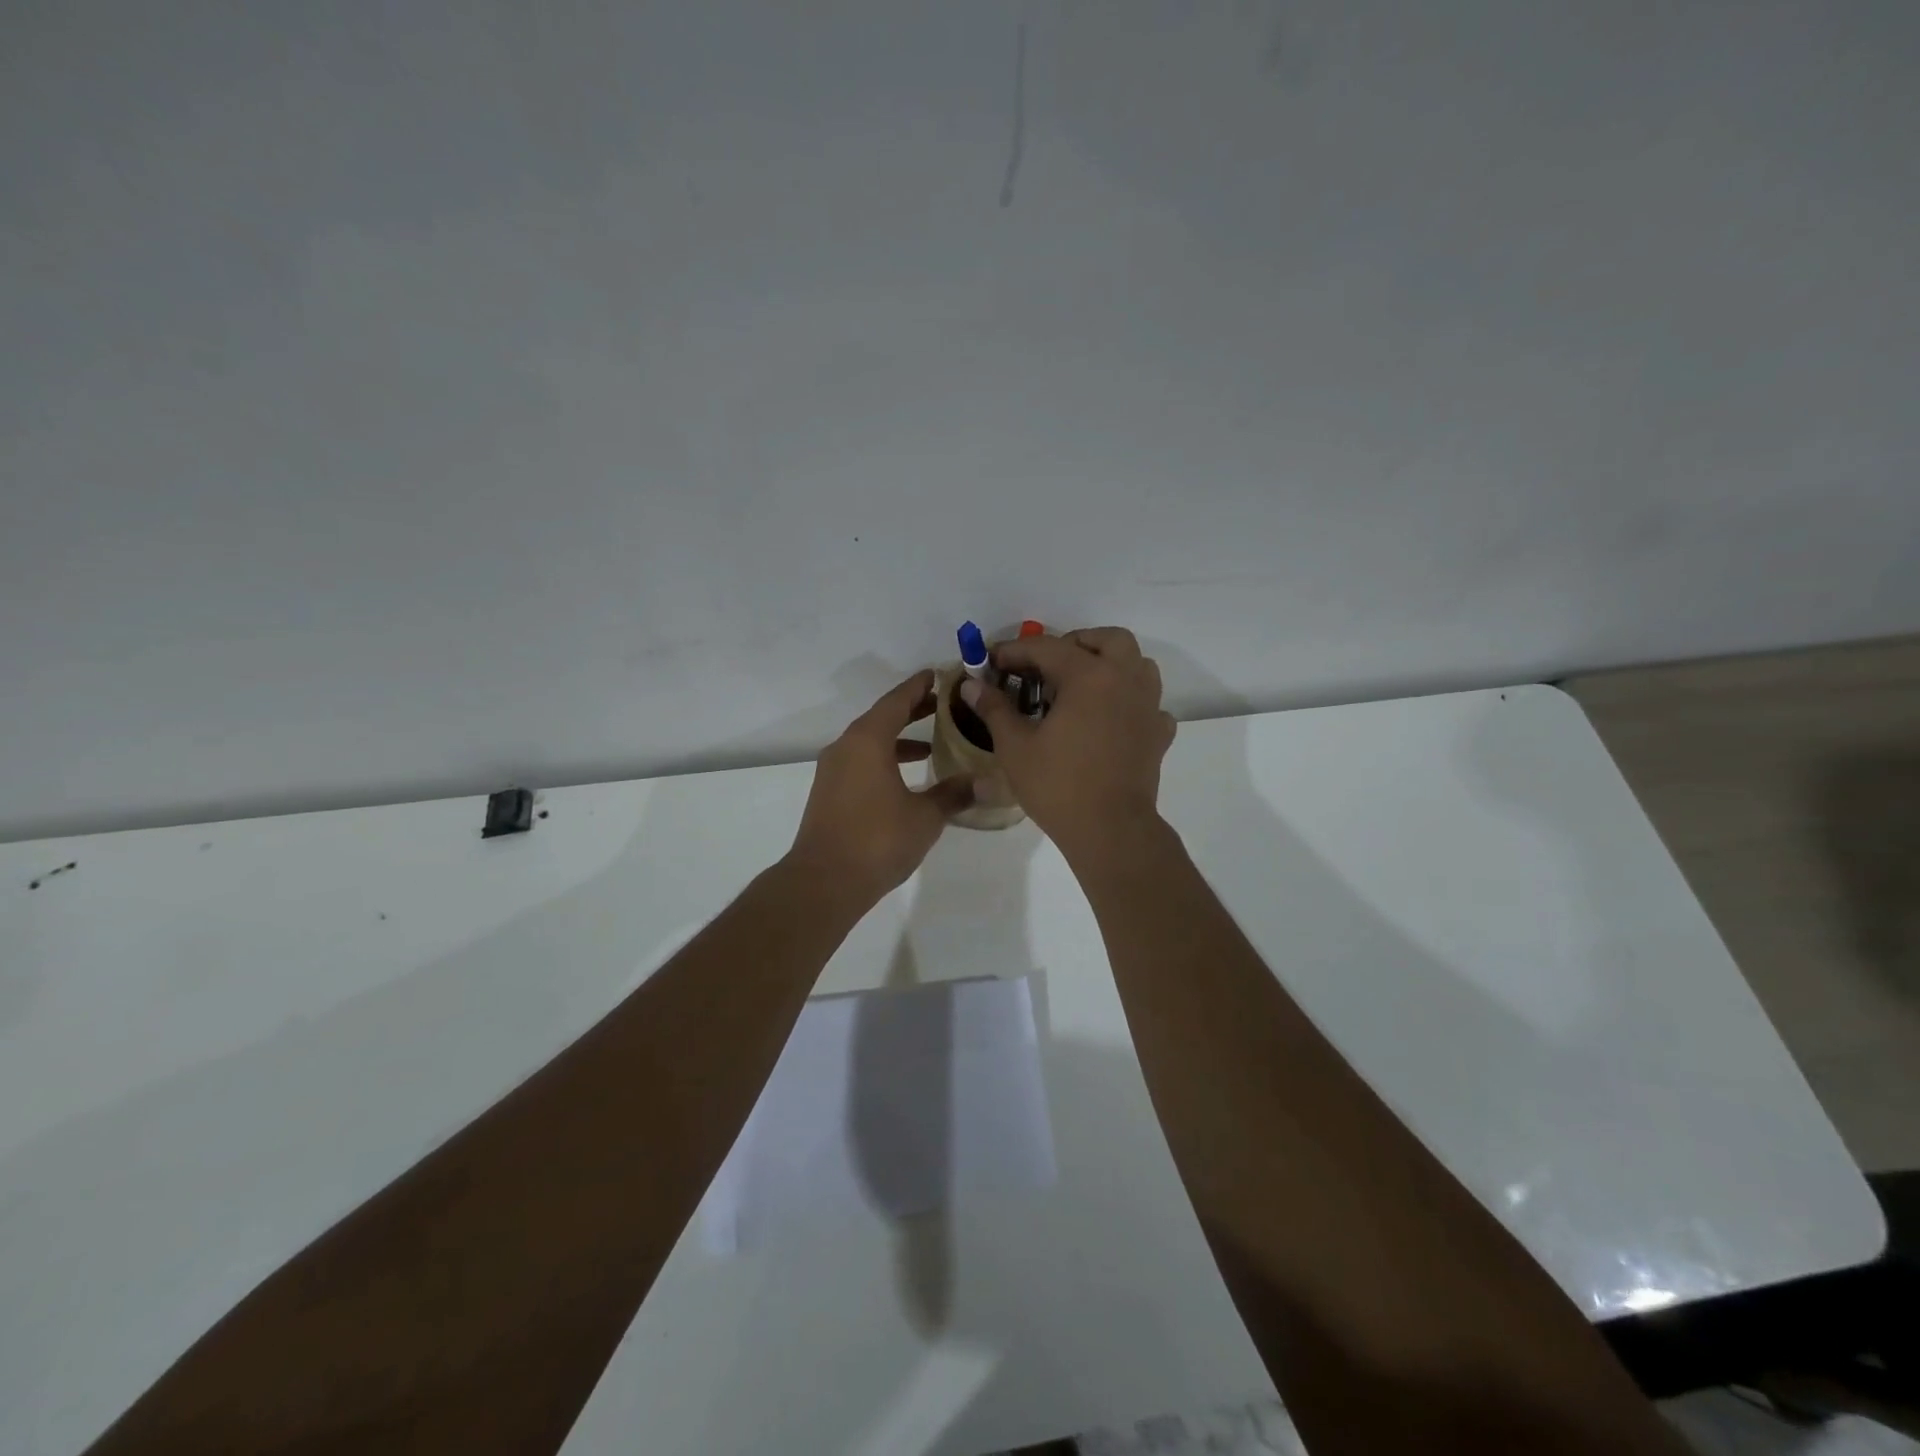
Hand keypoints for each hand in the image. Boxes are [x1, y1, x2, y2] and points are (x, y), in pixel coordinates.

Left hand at [787, 670, 975, 905]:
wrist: (824, 881)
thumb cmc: (877, 840)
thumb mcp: (925, 816)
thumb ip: (954, 793)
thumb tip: (986, 782)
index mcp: (868, 740)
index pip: (897, 700)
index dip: (921, 686)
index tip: (942, 675)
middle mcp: (846, 746)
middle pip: (883, 717)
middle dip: (913, 709)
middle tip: (946, 705)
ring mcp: (834, 770)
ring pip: (870, 741)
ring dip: (899, 737)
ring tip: (932, 743)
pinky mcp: (830, 791)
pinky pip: (861, 760)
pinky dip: (885, 758)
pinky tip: (906, 778)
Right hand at [961, 627, 1175, 859]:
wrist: (1110, 830)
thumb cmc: (1058, 785)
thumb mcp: (1015, 746)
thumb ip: (994, 708)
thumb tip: (972, 684)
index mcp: (1088, 676)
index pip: (1046, 647)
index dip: (1014, 650)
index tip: (992, 661)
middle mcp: (1124, 680)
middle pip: (1107, 640)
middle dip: (1074, 644)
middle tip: (1045, 667)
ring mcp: (1148, 706)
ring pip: (1137, 664)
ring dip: (1110, 664)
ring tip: (1081, 686)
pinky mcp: (1159, 733)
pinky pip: (1149, 702)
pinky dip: (1130, 701)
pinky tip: (1110, 719)